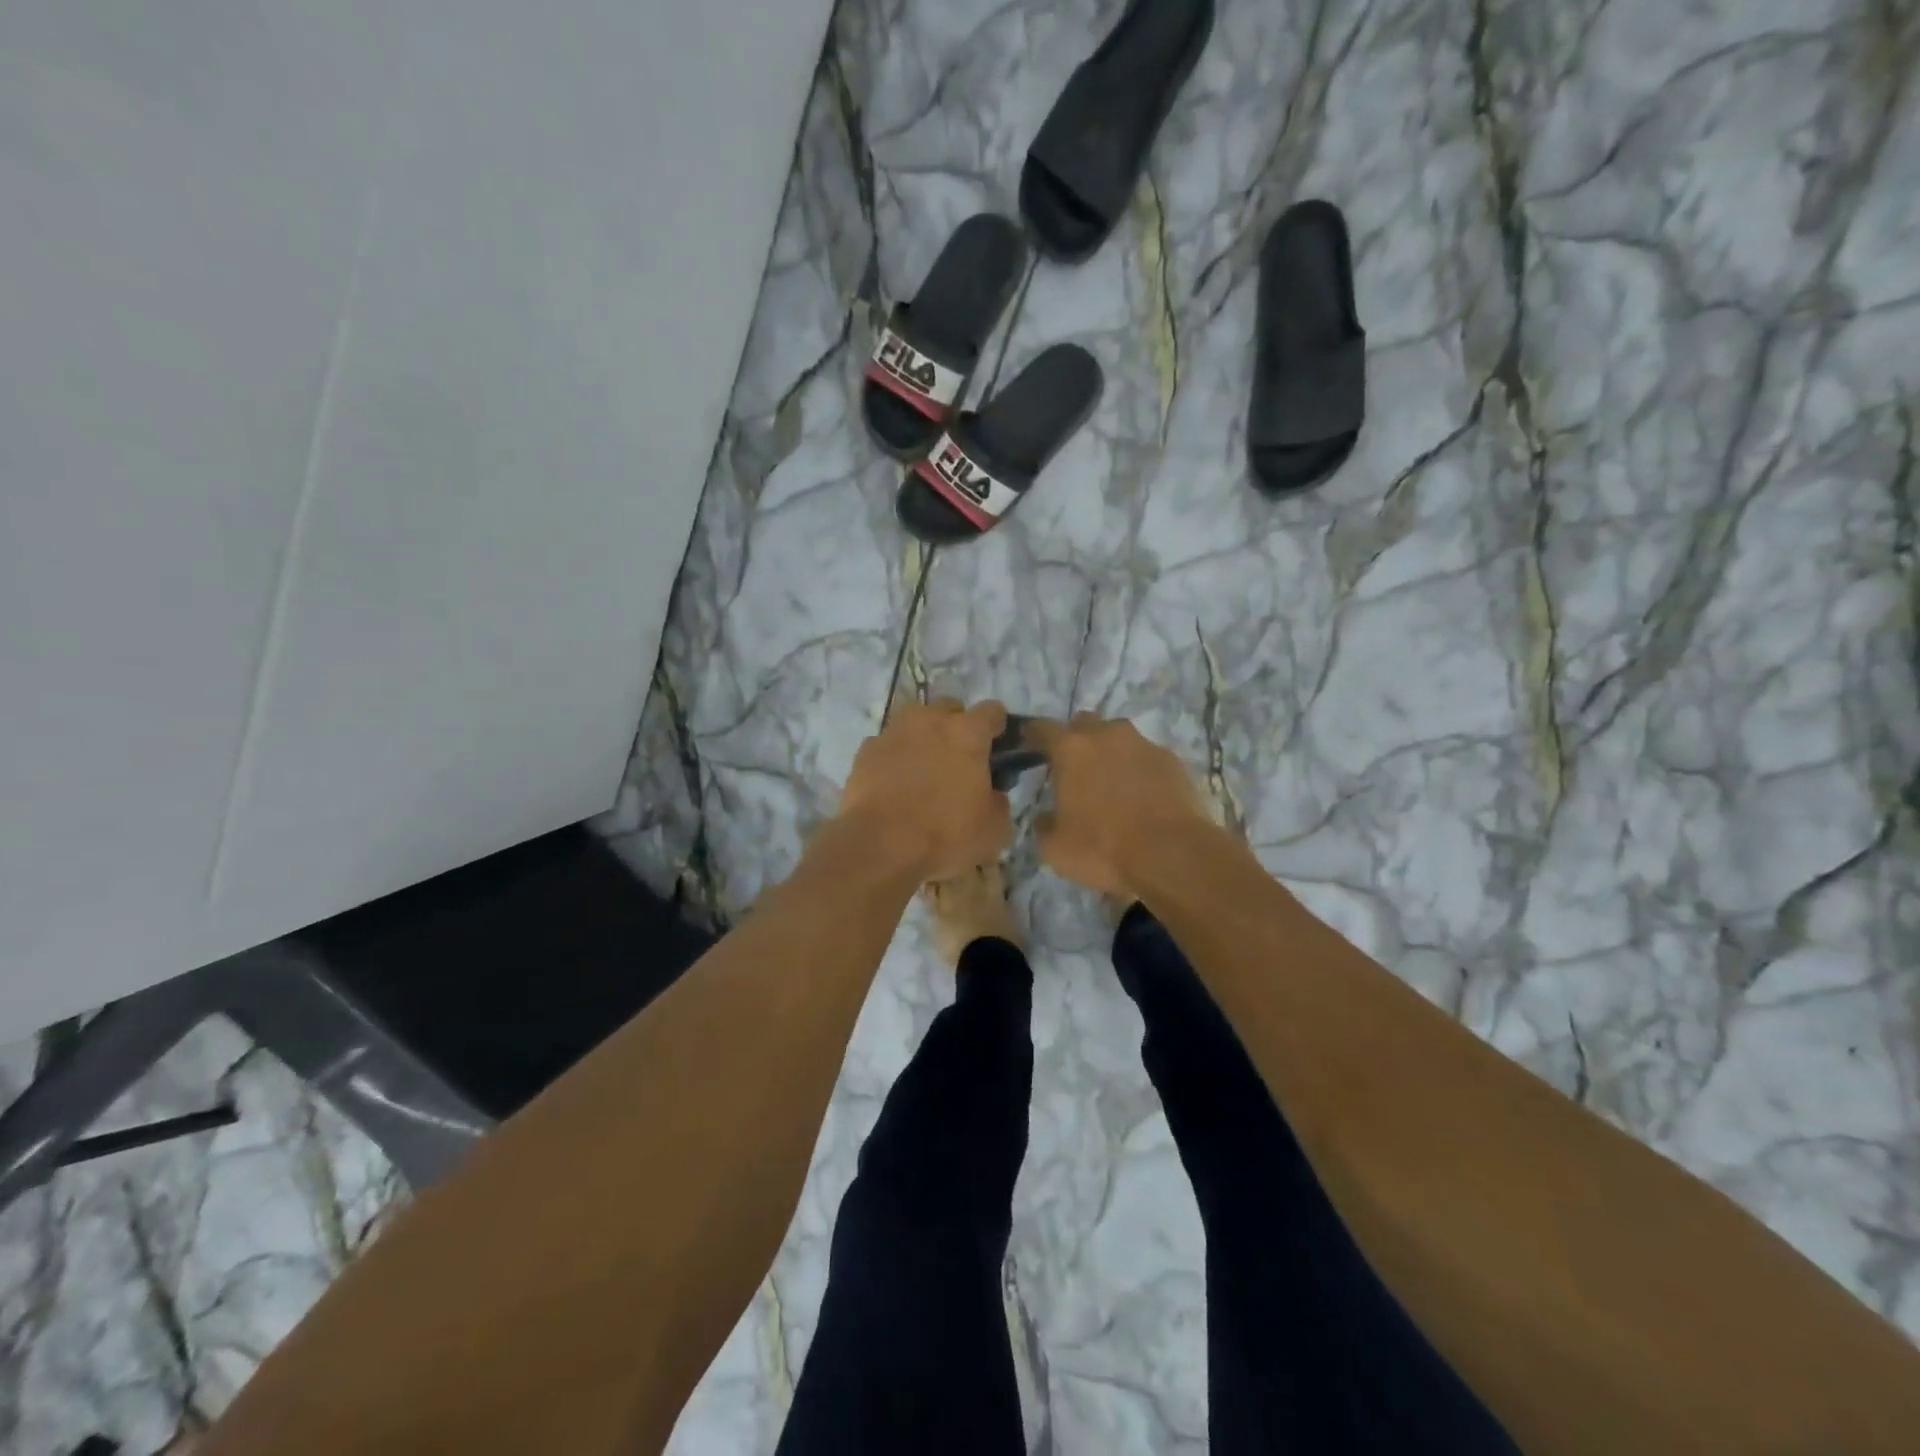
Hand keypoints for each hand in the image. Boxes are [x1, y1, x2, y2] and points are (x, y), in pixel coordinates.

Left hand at [837, 699, 1013, 879]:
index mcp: (967, 733)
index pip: (992, 711)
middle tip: (960, 760)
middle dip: (958, 726)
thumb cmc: (944, 835)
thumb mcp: (993, 829)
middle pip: (950, 708)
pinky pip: (888, 744)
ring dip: (924, 736)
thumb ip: (999, 801)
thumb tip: (993, 792)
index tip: (997, 748)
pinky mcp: (866, 750)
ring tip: (925, 768)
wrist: (878, 846)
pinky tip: (895, 782)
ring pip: (915, 721)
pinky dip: (895, 756)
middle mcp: (930, 720)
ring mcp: (893, 732)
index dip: (998, 728)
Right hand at [1029, 713, 1212, 899]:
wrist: (1173, 853)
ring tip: (1111, 782)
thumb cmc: (1104, 848)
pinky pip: (1147, 757)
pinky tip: (1142, 795)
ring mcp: (1144, 744)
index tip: (1028, 742)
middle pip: (1085, 723)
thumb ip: (1045, 826)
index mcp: (1071, 750)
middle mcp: (1107, 736)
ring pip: (1119, 737)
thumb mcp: (1056, 849)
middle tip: (1074, 767)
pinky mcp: (1172, 760)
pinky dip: (1139, 769)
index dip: (1033, 734)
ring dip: (1110, 752)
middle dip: (1076, 739)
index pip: (1043, 728)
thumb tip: (1045, 818)